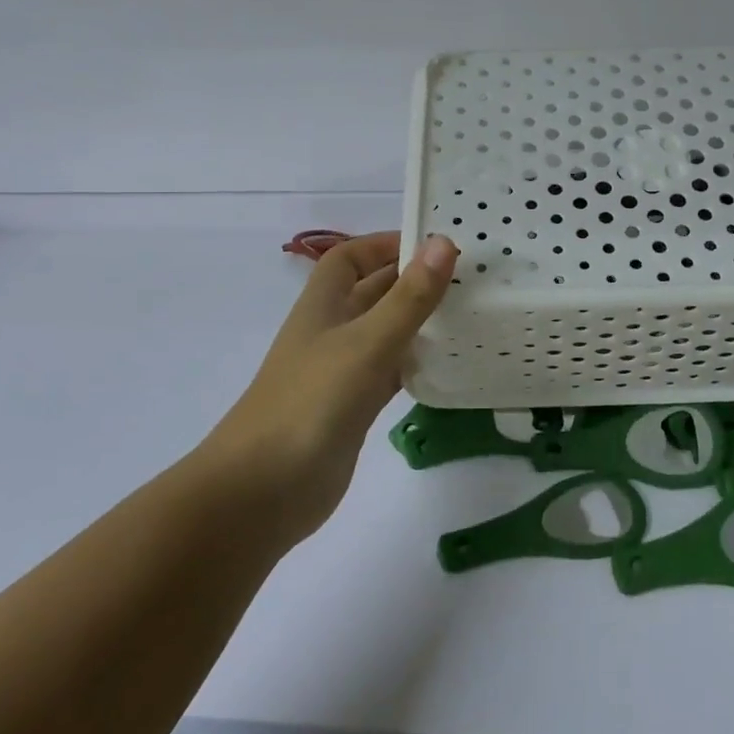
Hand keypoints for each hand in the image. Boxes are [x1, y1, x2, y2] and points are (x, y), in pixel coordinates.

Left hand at [212, 231, 457, 540]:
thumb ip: (408, 298)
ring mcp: (342, 372)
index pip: (351, 257)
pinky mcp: (354, 409)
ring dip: (420, 323)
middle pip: (373, 293)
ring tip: (470, 314)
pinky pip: (391, 373)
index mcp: (323, 305)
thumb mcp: (366, 343)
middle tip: (469, 277)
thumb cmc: (311, 402)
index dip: (385, 244)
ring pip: (387, 333)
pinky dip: (417, 365)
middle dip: (414, 281)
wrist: (263, 491)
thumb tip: (443, 242)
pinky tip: (450, 365)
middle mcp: (332, 332)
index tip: (434, 244)